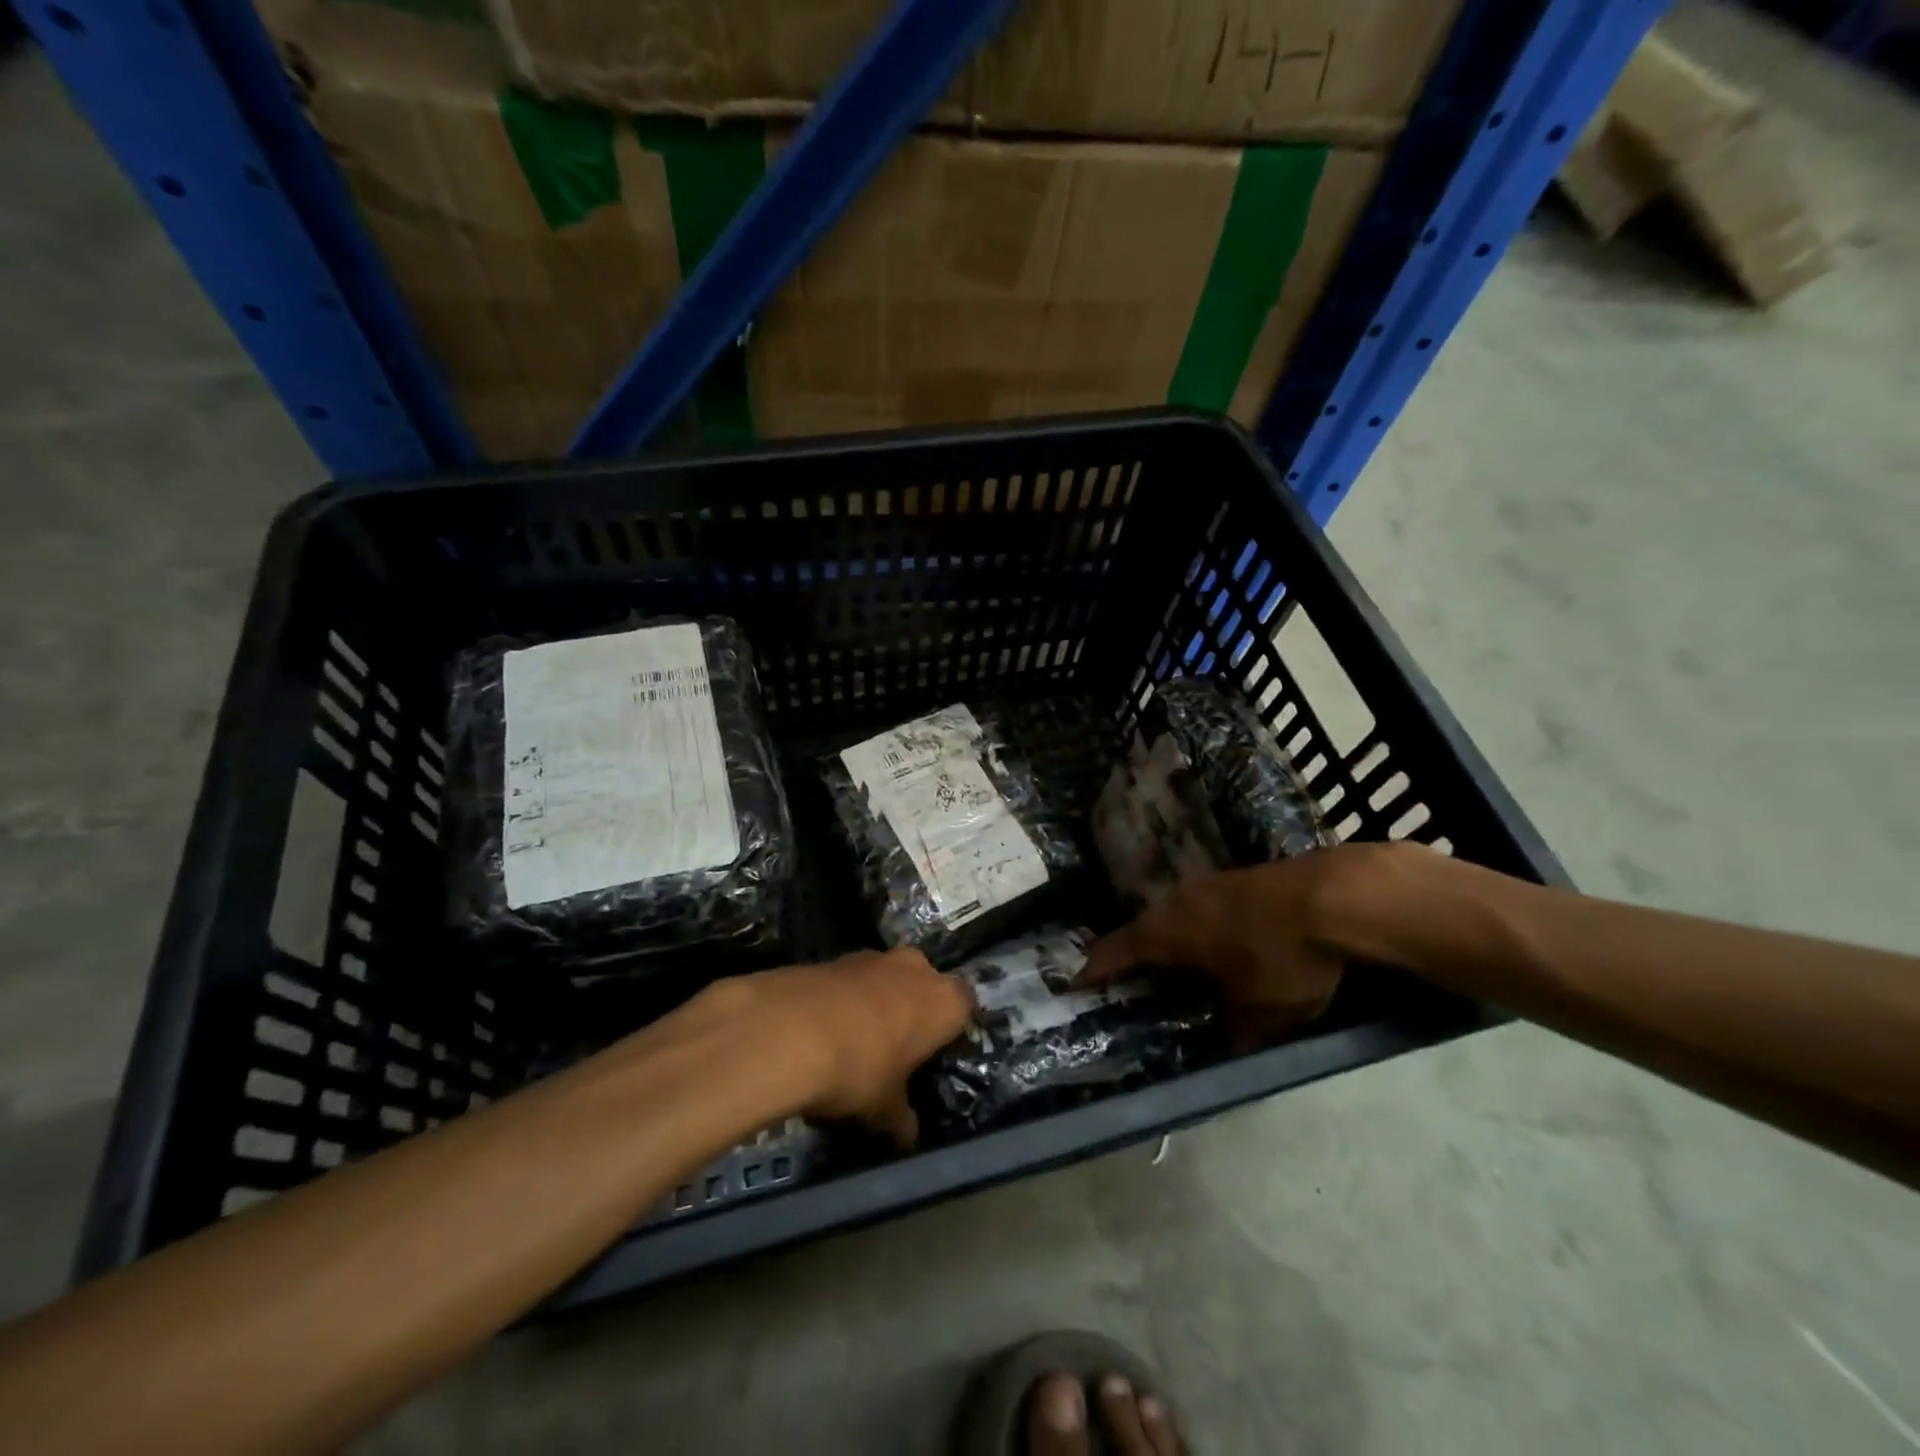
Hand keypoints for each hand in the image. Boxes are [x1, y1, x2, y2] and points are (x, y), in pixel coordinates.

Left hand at [684, 949, 974, 1146]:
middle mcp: (915, 969)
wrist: (788, 1030)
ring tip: (857, 1042)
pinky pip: (850, 981)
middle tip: (899, 1048)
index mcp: (944, 1001)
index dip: (952, 1029)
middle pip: (925, 985)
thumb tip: (908, 1136)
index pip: (966, 1006)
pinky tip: (824, 1031)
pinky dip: (844, 1000)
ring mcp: (872, 957)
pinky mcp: (833, 957)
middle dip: (914, 1010)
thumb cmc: (859, 1070)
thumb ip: (902, 1121)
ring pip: (886, 979)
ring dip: (877, 1002)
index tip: (937, 1054)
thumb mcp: (884, 1111)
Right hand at [1080, 848, 1368, 1040]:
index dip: (1094, 970)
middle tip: (1131, 984)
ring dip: (1170, 940)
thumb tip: (1228, 1049)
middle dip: (1134, 956)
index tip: (1075, 985)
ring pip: (1175, 915)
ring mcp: (1209, 883)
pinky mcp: (1239, 877)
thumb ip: (1236, 1033)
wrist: (1338, 896)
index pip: (1115, 951)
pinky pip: (1203, 907)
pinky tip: (1221, 944)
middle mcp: (1177, 901)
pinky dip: (1200, 929)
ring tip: (1175, 966)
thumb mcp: (1261, 1013)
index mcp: (1166, 932)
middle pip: (1143, 930)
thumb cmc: (1283, 958)